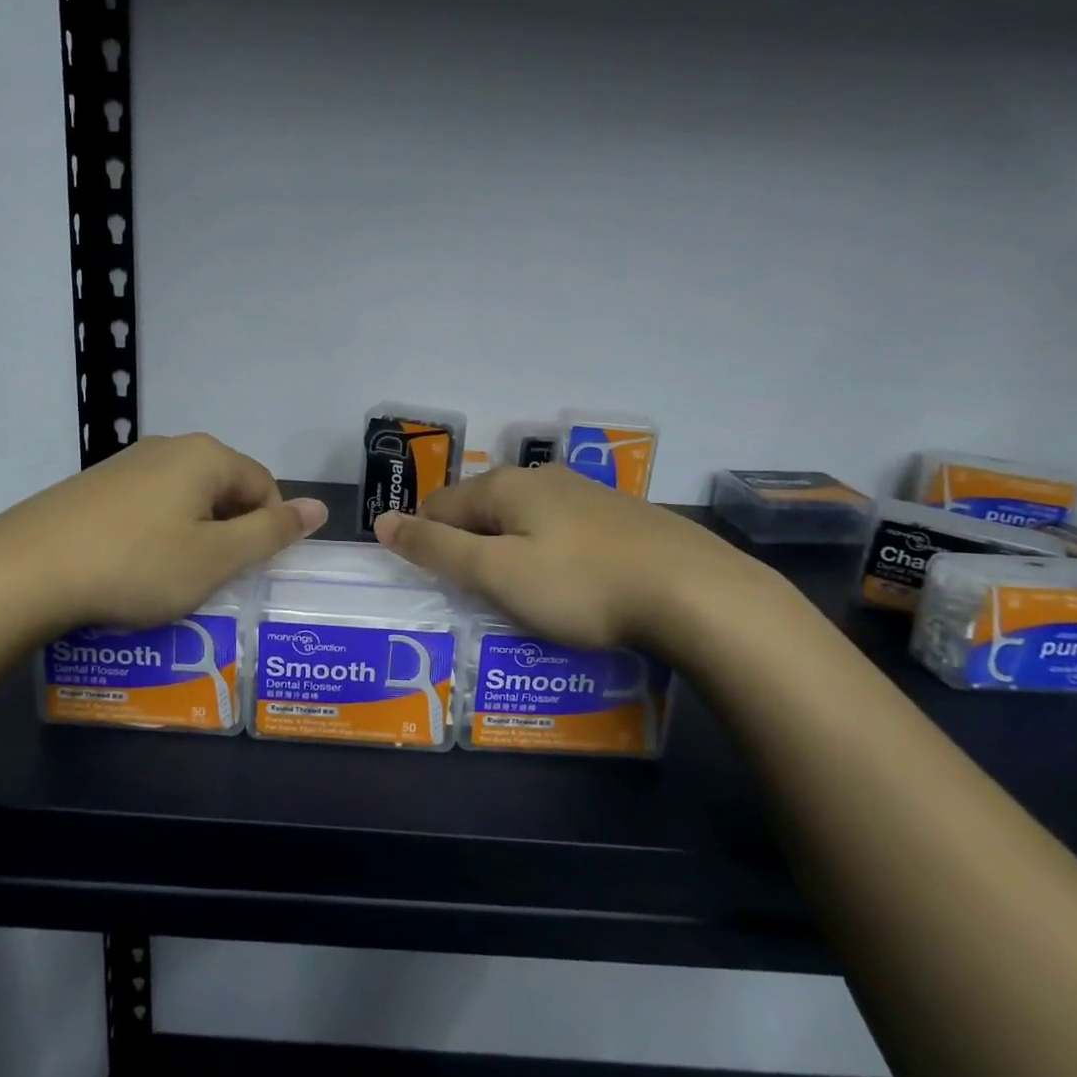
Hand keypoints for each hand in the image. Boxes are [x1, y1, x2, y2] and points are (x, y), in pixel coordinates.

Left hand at [0, 434, 325, 635]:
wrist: (23, 572)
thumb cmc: (137, 565)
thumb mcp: (216, 558)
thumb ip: (272, 532)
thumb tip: (320, 508)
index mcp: (205, 455)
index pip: (264, 486)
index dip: (268, 531)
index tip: (248, 573)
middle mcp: (168, 447)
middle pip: (224, 490)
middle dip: (229, 534)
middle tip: (212, 581)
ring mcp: (126, 464)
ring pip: (185, 501)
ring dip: (193, 538)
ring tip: (172, 581)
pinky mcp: (94, 487)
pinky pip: (147, 508)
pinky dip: (155, 537)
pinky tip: (133, 570)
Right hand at [373, 464, 796, 655]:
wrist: (695, 593)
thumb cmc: (581, 585)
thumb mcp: (496, 573)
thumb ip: (435, 548)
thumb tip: (382, 522)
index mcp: (504, 486)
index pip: (438, 506)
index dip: (426, 543)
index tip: (436, 586)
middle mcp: (541, 478)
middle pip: (481, 511)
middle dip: (469, 549)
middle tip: (477, 599)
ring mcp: (584, 493)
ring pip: (523, 521)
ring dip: (509, 554)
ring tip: (520, 599)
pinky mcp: (619, 517)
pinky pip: (560, 532)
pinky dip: (548, 556)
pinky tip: (569, 586)